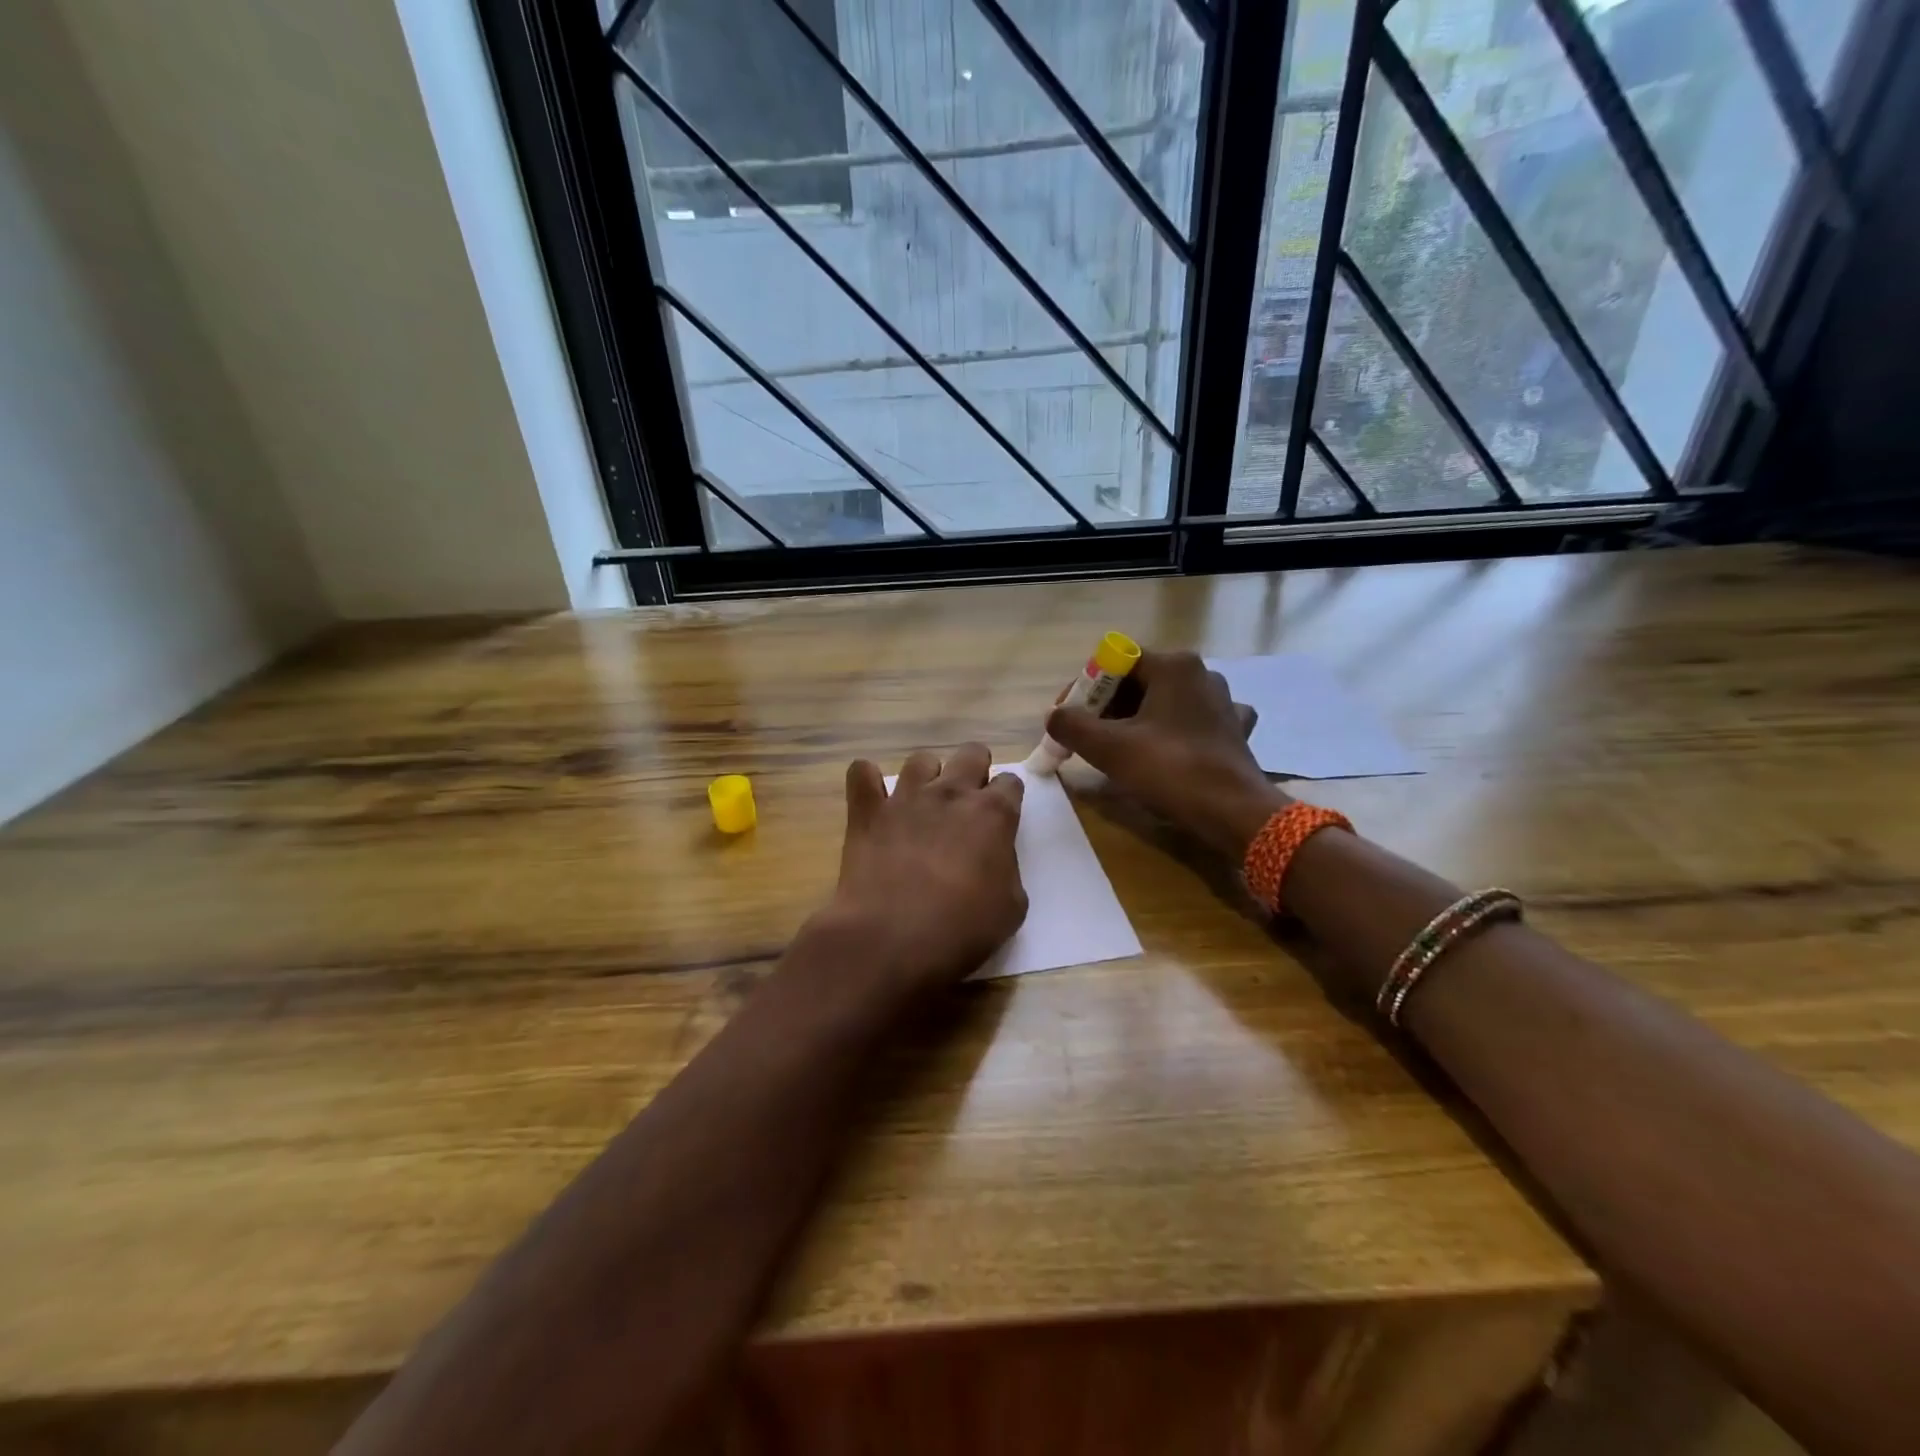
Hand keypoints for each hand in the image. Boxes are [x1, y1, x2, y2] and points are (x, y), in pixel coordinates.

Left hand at [802, 743, 1027, 1008]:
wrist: (891, 939)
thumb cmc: (960, 930)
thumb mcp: (1010, 909)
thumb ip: (1008, 870)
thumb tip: (995, 858)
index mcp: (993, 814)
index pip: (1010, 783)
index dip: (1008, 798)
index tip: (1001, 818)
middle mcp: (952, 793)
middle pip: (971, 754)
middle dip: (975, 770)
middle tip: (967, 801)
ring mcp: (906, 797)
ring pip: (921, 760)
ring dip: (927, 776)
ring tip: (923, 803)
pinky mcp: (867, 810)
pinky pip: (862, 772)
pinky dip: (868, 781)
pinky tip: (874, 800)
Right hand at [1046, 650, 1288, 859]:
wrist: (1234, 813)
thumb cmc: (1170, 770)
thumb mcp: (1108, 748)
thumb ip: (1071, 725)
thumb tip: (1053, 716)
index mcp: (1173, 666)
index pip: (1113, 662)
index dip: (1083, 688)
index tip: (1066, 718)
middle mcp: (1201, 674)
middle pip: (1138, 682)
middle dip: (1105, 708)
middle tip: (1084, 738)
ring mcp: (1223, 702)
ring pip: (1164, 703)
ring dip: (1135, 721)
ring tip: (1116, 750)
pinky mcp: (1234, 730)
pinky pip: (1191, 723)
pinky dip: (1171, 733)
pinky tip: (1165, 751)